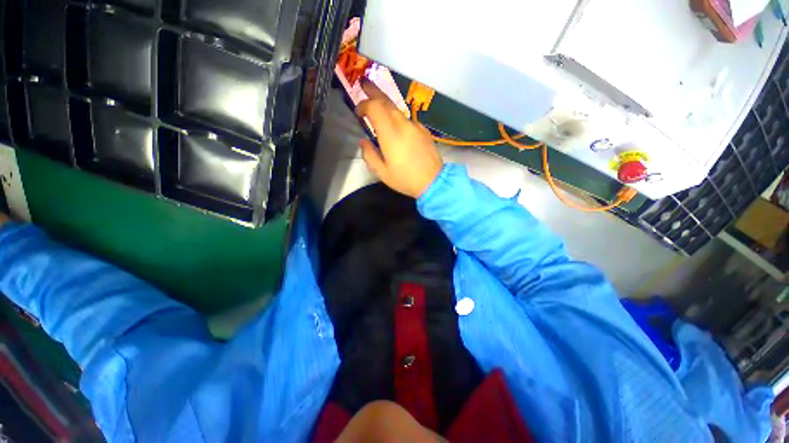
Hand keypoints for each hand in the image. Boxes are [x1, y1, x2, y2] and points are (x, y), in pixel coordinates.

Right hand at [356, 79, 442, 198]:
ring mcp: (415, 126)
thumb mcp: (382, 172)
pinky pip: (407, 119)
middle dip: (374, 91)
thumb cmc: (405, 179)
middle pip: (387, 101)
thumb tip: (364, 141)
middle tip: (364, 83)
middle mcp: (403, 124)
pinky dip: (397, 117)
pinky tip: (395, 125)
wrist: (433, 182)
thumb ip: (369, 154)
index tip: (358, 112)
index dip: (364, 105)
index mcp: (390, 134)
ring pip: (397, 109)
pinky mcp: (423, 130)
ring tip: (376, 101)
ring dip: (385, 103)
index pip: (374, 108)